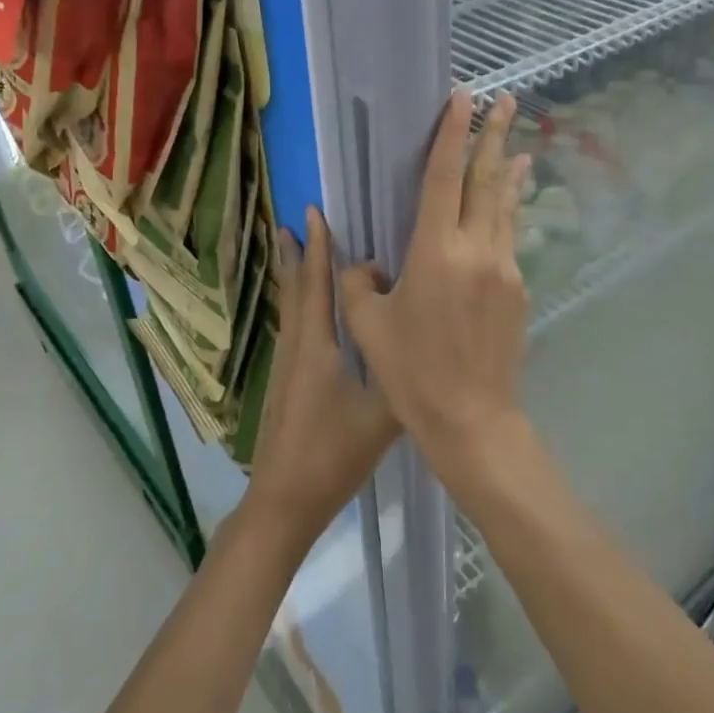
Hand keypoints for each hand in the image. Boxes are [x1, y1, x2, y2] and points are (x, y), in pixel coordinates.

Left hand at [241, 208, 400, 550]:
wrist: (284, 499)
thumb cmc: (332, 454)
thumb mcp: (382, 417)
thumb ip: (405, 377)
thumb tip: (429, 342)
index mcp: (317, 347)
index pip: (317, 285)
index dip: (317, 248)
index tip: (314, 213)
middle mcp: (296, 346)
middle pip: (295, 289)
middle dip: (298, 253)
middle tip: (295, 220)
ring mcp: (287, 364)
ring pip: (290, 307)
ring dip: (294, 275)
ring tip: (294, 248)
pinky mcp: (286, 381)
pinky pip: (292, 326)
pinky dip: (297, 302)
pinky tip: (308, 308)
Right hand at [341, 91, 531, 469]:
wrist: (472, 418)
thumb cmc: (411, 372)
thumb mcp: (367, 325)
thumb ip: (358, 281)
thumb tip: (364, 262)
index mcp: (434, 252)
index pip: (443, 178)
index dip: (451, 134)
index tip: (463, 99)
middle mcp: (476, 249)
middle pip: (487, 180)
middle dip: (495, 135)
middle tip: (507, 99)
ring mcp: (504, 268)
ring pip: (506, 207)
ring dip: (508, 171)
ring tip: (519, 143)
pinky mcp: (518, 289)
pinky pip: (511, 237)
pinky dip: (509, 212)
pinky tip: (510, 205)